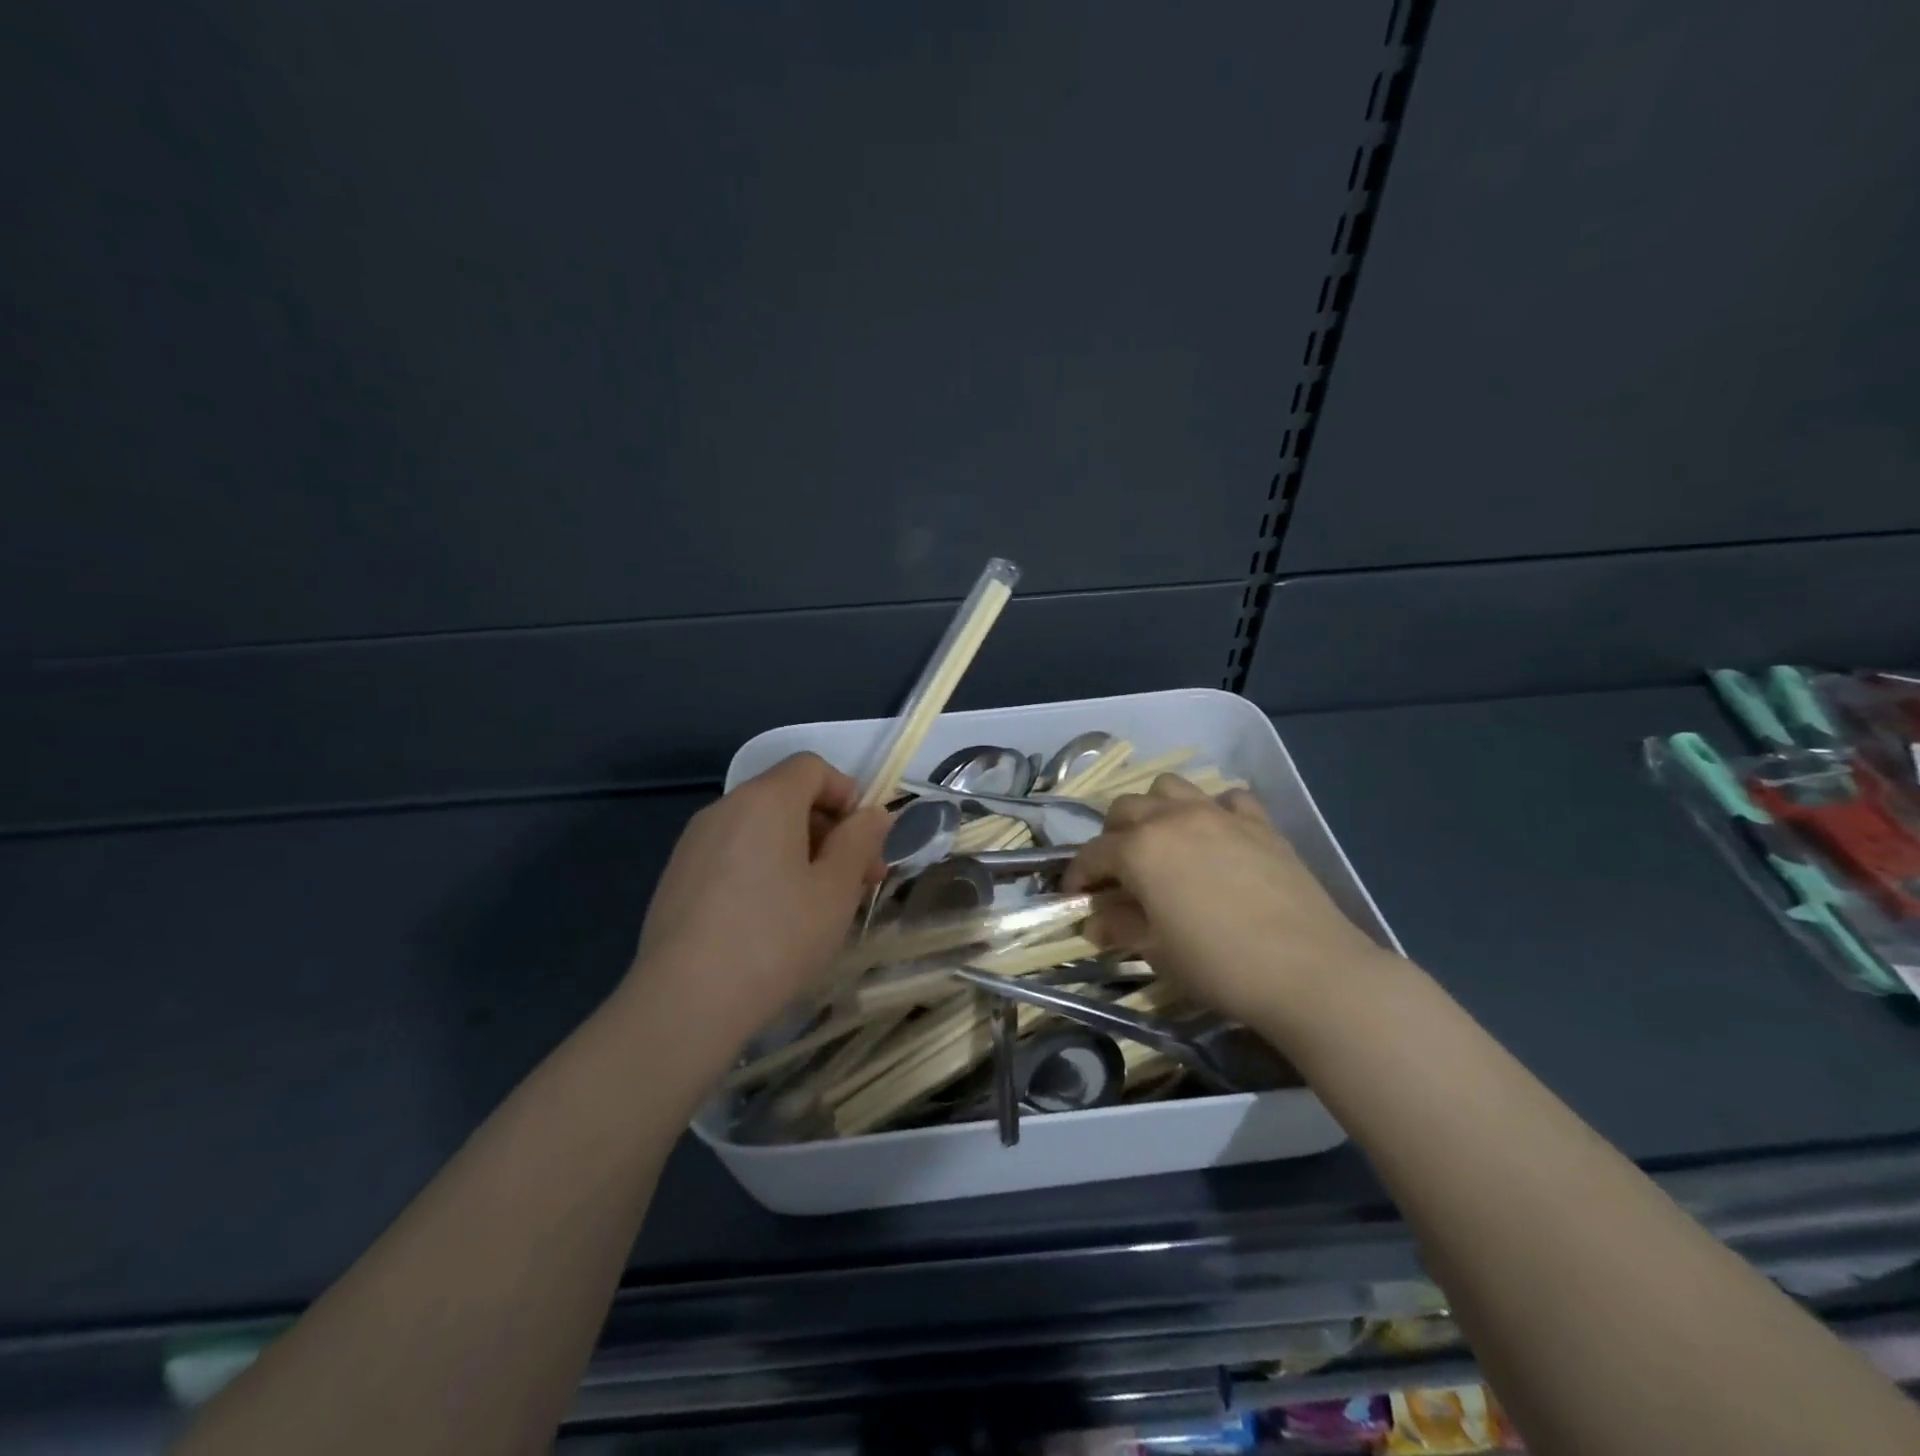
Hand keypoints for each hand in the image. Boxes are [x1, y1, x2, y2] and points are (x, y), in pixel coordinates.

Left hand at [624, 753, 889, 1049]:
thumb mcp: (836, 889)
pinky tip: (770, 922)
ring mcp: (694, 844)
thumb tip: (873, 814)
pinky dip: (763, 870)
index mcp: (765, 800)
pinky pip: (733, 855)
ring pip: (761, 829)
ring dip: (798, 853)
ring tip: (816, 907)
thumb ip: (860, 841)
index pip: (812, 767)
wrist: (685, 1003)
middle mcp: (724, 808)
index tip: (864, 843)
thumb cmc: (776, 937)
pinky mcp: (677, 878)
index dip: (847, 794)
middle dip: (828, 830)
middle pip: (787, 797)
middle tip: (855, 882)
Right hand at [1063, 776, 1392, 1033]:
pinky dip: (1213, 810)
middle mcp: (1173, 818)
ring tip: (1163, 843)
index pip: (1093, 853)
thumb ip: (1119, 927)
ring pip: (1170, 788)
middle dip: (1112, 837)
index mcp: (1140, 849)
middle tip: (1119, 873)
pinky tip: (1217, 836)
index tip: (1075, 897)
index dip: (1077, 875)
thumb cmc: (1219, 965)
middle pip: (1125, 809)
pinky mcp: (1260, 823)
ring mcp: (1219, 814)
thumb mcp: (1157, 951)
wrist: (1308, 970)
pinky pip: (1227, 798)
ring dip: (1156, 810)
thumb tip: (1094, 921)